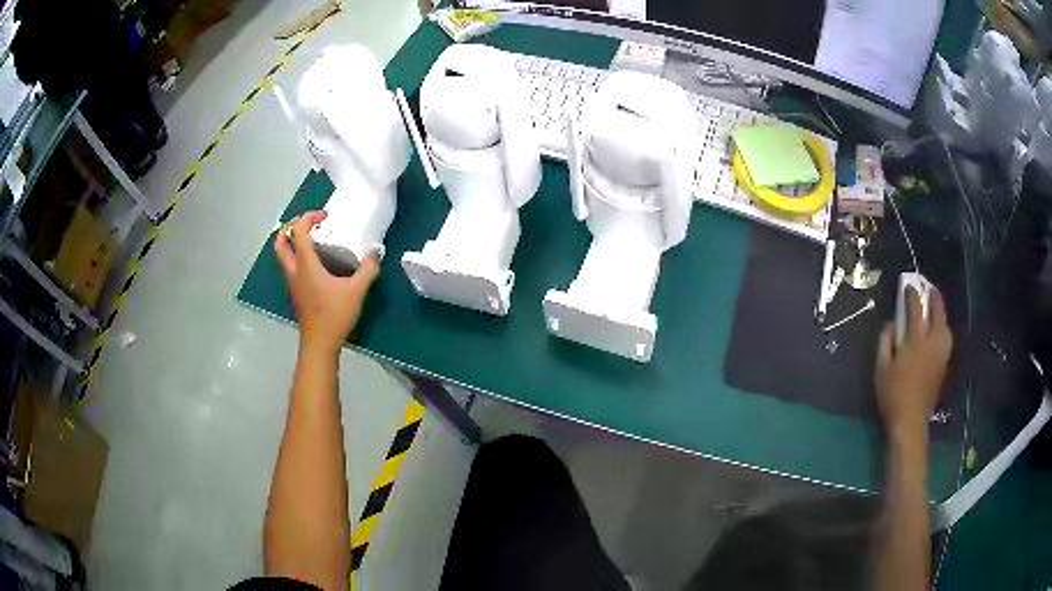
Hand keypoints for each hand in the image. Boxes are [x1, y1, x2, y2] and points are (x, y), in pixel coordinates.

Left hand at [275, 211, 379, 355]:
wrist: (319, 344)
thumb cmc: (335, 315)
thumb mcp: (356, 291)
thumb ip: (368, 269)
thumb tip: (376, 253)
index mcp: (305, 264)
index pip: (297, 231)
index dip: (308, 217)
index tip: (324, 216)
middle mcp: (294, 270)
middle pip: (281, 242)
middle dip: (290, 227)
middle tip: (308, 224)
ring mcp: (292, 283)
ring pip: (282, 255)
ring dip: (291, 241)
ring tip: (310, 239)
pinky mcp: (296, 292)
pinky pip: (289, 266)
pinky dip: (296, 256)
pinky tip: (314, 261)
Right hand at [875, 285, 952, 440]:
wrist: (910, 421)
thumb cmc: (892, 394)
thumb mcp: (881, 367)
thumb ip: (885, 341)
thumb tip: (892, 324)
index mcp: (916, 341)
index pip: (916, 309)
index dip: (911, 295)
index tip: (907, 287)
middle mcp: (932, 343)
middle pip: (938, 313)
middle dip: (934, 297)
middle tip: (929, 288)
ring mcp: (940, 355)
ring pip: (946, 327)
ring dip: (941, 315)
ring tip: (935, 311)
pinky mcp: (943, 366)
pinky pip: (946, 340)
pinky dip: (943, 330)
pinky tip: (937, 333)